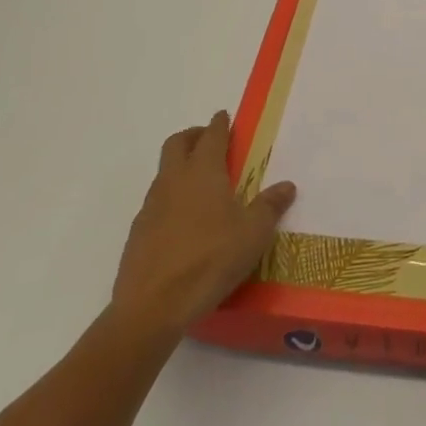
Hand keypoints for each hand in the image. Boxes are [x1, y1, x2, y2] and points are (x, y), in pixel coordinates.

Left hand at [109, 110, 295, 344]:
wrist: (151, 308)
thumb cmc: (210, 260)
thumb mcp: (253, 234)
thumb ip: (270, 206)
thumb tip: (287, 186)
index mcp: (203, 172)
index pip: (211, 135)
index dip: (219, 124)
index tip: (223, 117)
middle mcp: (174, 180)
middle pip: (177, 143)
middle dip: (193, 136)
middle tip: (209, 142)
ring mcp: (151, 207)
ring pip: (164, 172)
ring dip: (179, 168)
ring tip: (200, 186)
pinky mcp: (138, 234)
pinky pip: (155, 203)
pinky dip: (170, 199)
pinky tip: (183, 223)